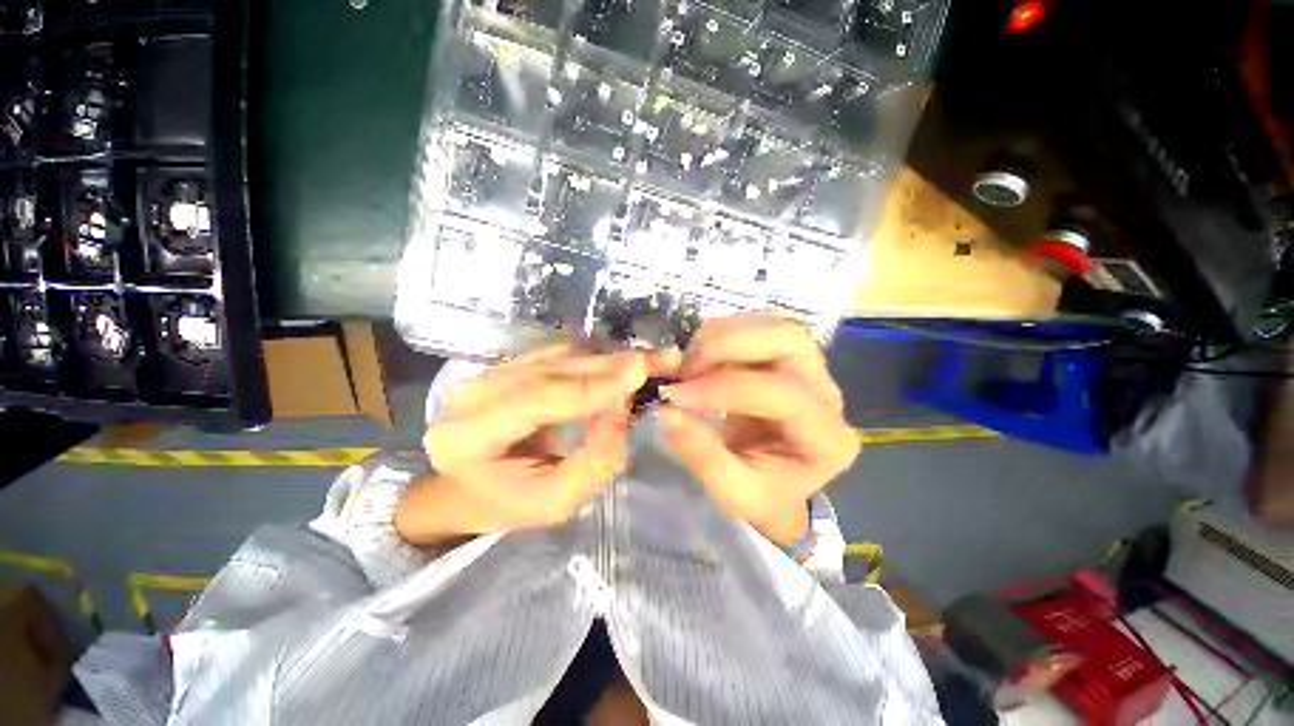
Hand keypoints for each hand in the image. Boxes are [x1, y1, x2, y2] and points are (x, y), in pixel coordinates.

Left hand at [396, 345, 663, 546]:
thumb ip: (595, 458)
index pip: (536, 399)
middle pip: (551, 368)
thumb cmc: (512, 502)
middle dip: (609, 364)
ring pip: (558, 353)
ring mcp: (488, 372)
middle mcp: (472, 394)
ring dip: (606, 357)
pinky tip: (620, 362)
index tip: (638, 372)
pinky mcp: (507, 363)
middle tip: (658, 360)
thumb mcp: (559, 500)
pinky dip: (594, 355)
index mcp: (469, 437)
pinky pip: (557, 350)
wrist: (474, 485)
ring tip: (646, 361)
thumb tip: (622, 405)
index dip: (591, 385)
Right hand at [657, 313, 858, 547]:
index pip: (781, 394)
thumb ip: (702, 455)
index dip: (723, 388)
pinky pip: (758, 327)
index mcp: (827, 439)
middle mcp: (827, 393)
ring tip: (690, 362)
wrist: (777, 485)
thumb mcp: (732, 493)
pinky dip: (723, 333)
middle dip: (728, 345)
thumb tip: (667, 410)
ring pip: (773, 325)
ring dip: (724, 335)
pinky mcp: (788, 356)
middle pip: (788, 341)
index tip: (675, 396)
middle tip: (686, 368)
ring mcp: (811, 368)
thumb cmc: (762, 496)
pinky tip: (701, 356)